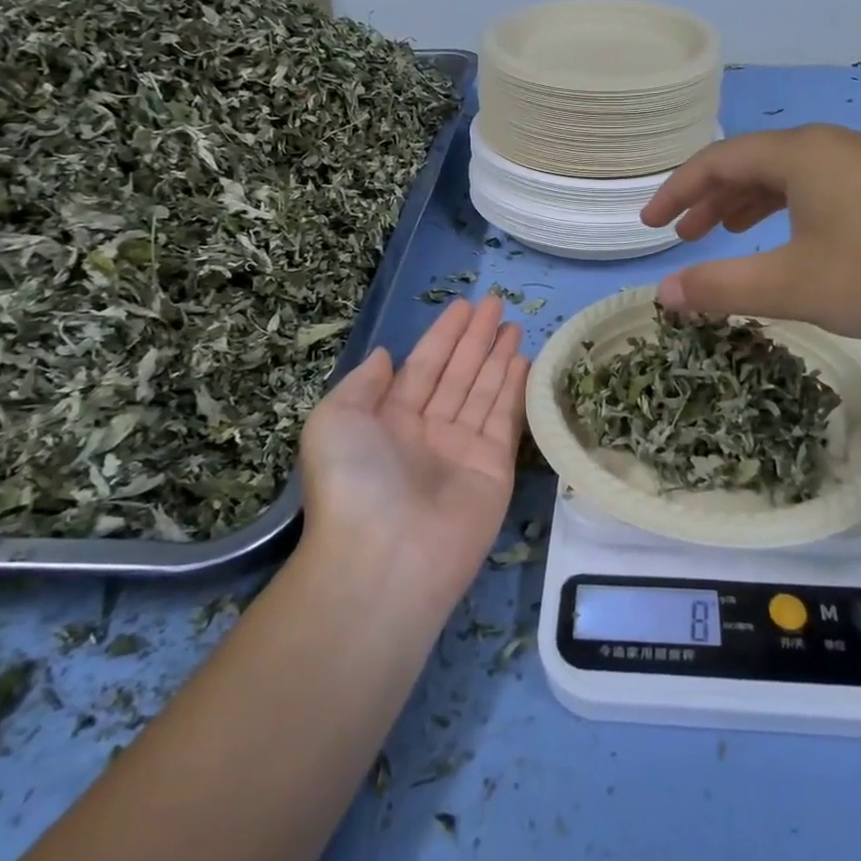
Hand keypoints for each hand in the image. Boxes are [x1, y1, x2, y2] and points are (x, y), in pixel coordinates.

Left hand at [298, 296, 528, 612]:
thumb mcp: (334, 420)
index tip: (464, 306)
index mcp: (387, 420)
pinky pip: (505, 419)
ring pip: (484, 391)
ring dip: (499, 357)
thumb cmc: (353, 481)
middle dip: (476, 338)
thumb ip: (362, 384)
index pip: (422, 366)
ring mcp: (462, 450)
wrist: (386, 557)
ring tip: (516, 325)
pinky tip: (525, 361)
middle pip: (457, 373)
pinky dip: (515, 389)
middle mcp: (426, 431)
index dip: (443, 335)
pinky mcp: (494, 468)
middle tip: (498, 303)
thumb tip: (385, 356)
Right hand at [640, 124, 860, 350]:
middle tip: (682, 235)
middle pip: (750, 163)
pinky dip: (785, 209)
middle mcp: (829, 145)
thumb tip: (662, 294)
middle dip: (709, 198)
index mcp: (799, 154)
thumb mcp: (791, 285)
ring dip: (746, 203)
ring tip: (724, 234)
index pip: (717, 161)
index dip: (676, 192)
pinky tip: (788, 239)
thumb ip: (719, 286)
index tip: (649, 226)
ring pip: (786, 176)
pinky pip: (816, 187)